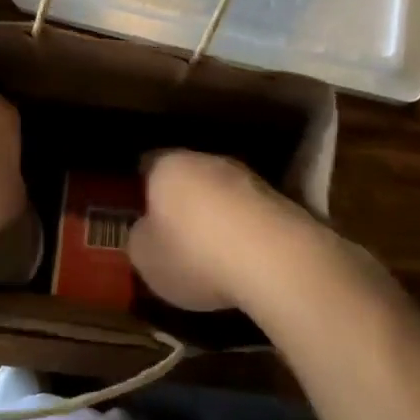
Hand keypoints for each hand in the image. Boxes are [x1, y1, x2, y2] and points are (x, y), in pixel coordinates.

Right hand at [129, 151, 330, 312]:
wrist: (273, 259)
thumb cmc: (194, 254)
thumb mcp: (146, 258)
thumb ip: (140, 238)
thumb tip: (147, 231)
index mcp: (167, 166)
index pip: (148, 166)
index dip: (143, 189)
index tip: (141, 212)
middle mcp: (207, 160)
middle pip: (188, 177)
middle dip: (182, 202)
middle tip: (174, 234)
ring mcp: (247, 177)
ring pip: (221, 193)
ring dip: (215, 215)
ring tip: (210, 251)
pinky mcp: (279, 200)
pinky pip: (248, 213)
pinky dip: (243, 230)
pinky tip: (241, 258)